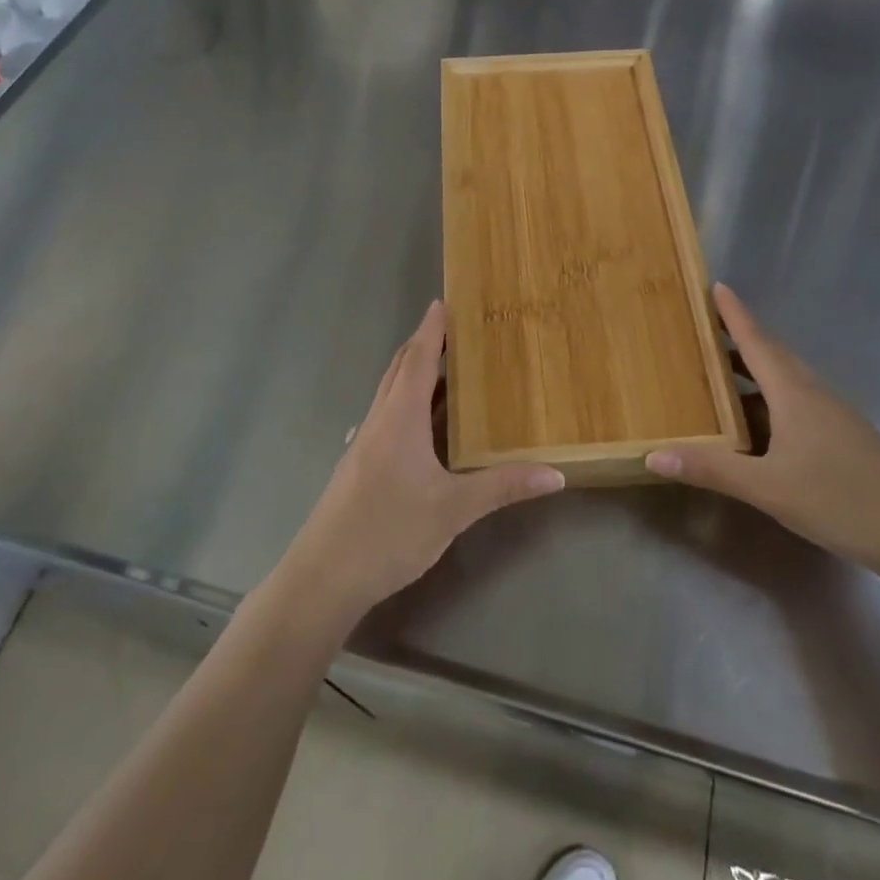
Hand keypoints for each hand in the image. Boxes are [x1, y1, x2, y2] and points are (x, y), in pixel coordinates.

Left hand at [279, 301, 565, 623]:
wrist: (322, 577)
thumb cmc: (389, 531)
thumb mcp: (453, 510)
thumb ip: (503, 487)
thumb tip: (556, 474)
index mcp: (400, 418)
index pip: (418, 359)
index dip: (432, 329)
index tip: (444, 302)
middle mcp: (379, 421)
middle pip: (400, 369)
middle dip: (424, 345)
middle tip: (455, 331)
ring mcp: (365, 443)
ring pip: (391, 394)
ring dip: (415, 373)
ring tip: (447, 369)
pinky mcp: (359, 466)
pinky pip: (388, 417)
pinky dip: (408, 403)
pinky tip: (424, 426)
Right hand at [647, 285, 879, 584]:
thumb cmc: (840, 500)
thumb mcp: (768, 488)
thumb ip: (711, 469)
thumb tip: (652, 456)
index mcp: (795, 394)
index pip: (758, 342)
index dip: (735, 315)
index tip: (717, 286)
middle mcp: (814, 394)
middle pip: (772, 356)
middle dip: (739, 339)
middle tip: (704, 330)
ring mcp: (832, 416)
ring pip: (786, 381)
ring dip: (753, 372)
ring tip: (719, 374)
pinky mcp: (842, 438)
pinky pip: (796, 403)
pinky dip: (768, 401)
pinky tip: (754, 427)